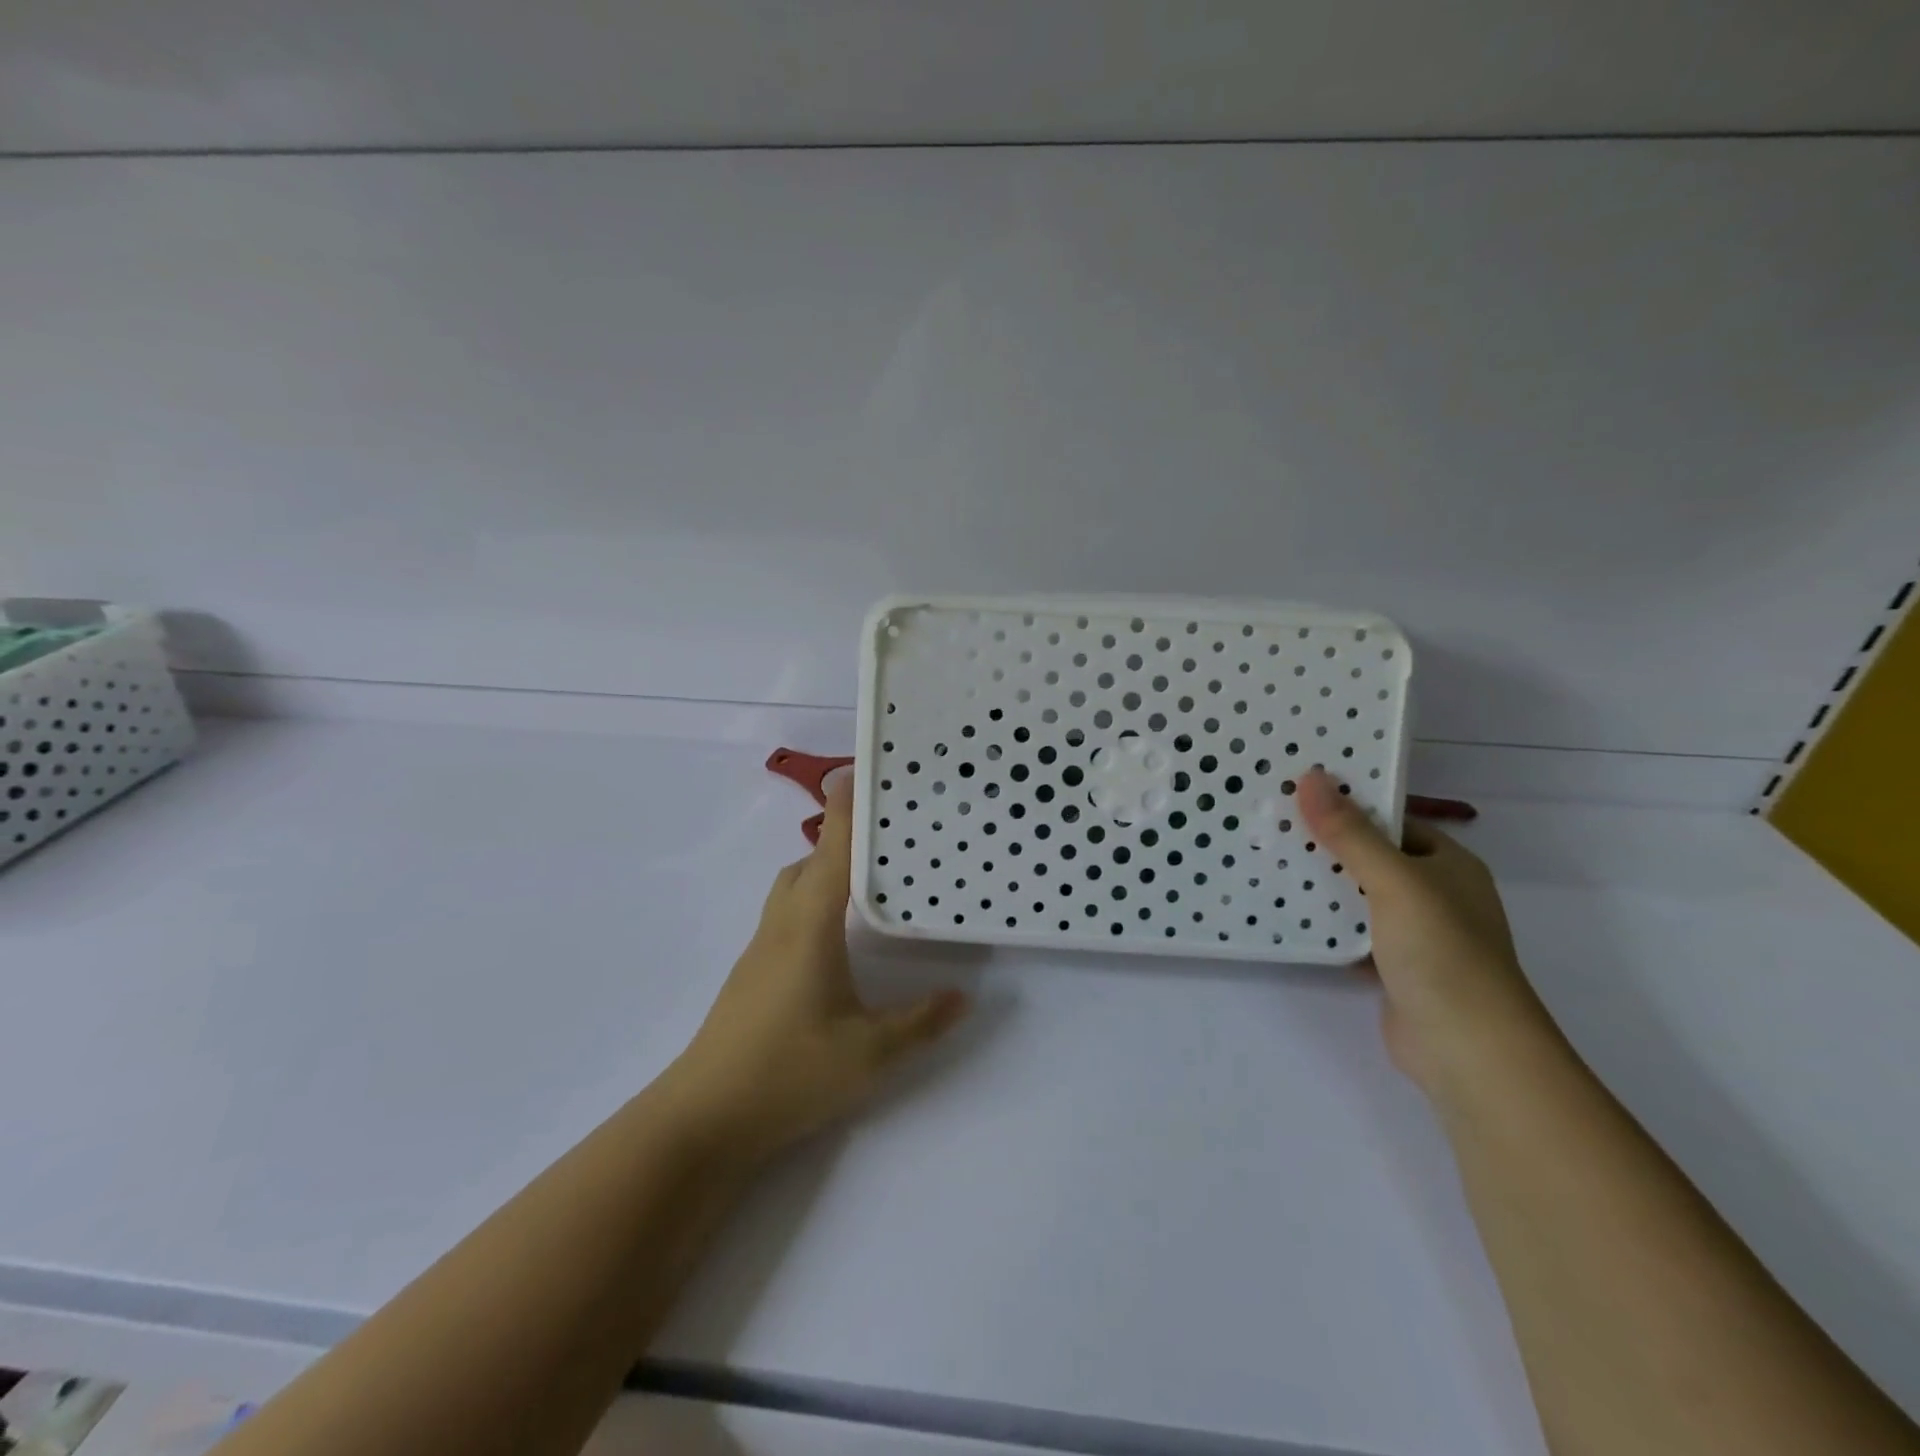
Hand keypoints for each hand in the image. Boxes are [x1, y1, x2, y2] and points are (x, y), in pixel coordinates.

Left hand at [665, 774, 968, 1164]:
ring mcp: (761, 948)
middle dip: (840, 836)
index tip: (861, 771)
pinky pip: (786, 912)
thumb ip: (921, 1021)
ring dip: (822, 867)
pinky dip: (812, 897)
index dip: (846, 810)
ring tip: (865, 876)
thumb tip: (965, 996)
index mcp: (809, 927)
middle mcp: (782, 925)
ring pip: (792, 886)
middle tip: (883, 830)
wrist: (703, 1118)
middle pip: (808, 861)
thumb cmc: (787, 1073)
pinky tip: (834, 931)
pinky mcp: (753, 972)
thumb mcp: (869, 1053)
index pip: (832, 853)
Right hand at [1296, 768, 1556, 1095]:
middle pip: (1370, 856)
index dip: (1348, 804)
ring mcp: (1414, 932)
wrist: (1469, 1050)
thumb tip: (1311, 777)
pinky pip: (1351, 932)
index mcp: (1448, 864)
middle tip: (1270, 824)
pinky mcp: (1392, 966)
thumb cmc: (1442, 952)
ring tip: (1266, 859)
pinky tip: (1283, 912)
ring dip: (1320, 884)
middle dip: (1325, 844)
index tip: (1296, 792)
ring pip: (1358, 895)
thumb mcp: (1394, 881)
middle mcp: (1435, 893)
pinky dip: (1324, 923)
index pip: (1392, 820)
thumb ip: (1350, 834)